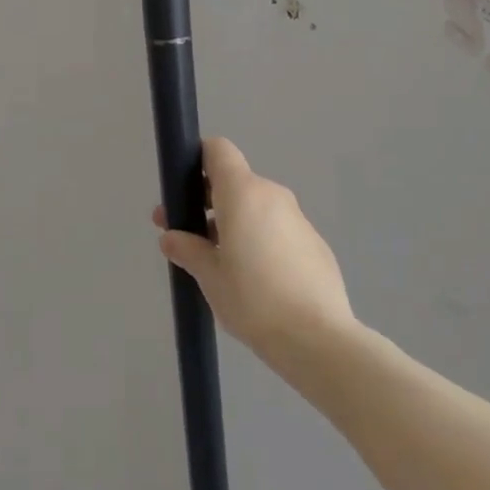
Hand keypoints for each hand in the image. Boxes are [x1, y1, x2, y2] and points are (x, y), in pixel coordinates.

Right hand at [154, 138, 354, 357]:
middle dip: (207, 202)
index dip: (197, 160)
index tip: (182, 189)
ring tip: (219, 265)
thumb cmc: (253, 299)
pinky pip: (277, 230)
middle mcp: (273, 196)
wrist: (318, 339)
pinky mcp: (315, 244)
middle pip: (235, 182)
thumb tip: (171, 237)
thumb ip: (187, 249)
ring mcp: (298, 219)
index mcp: (244, 194)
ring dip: (233, 224)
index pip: (219, 150)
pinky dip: (259, 241)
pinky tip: (254, 280)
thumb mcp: (209, 276)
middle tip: (186, 236)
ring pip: (256, 208)